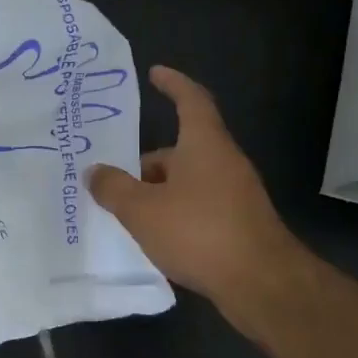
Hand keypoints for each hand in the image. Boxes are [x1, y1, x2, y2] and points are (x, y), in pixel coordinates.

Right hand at [89, 67, 306, 308]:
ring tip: (126, 214)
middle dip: (146, 163)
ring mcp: (235, 194)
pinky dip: (174, 213)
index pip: (191, 100)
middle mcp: (223, 162)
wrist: (262, 284)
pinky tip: (154, 237)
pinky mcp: (239, 224)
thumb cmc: (199, 232)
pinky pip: (197, 206)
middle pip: (181, 150)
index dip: (173, 84)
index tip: (156, 72)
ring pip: (187, 181)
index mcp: (204, 145)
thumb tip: (95, 172)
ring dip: (157, 192)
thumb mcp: (141, 209)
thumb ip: (113, 188)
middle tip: (113, 180)